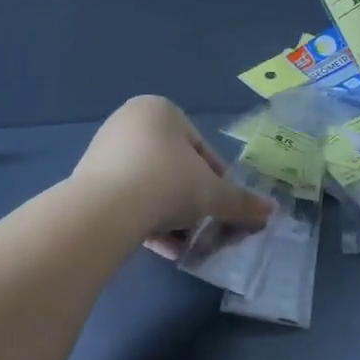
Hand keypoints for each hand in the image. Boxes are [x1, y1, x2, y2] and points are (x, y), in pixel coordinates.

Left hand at [69, 96, 273, 253]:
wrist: (105, 210)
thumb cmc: (167, 183)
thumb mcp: (213, 194)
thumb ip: (241, 202)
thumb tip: (271, 211)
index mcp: (160, 111)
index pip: (201, 149)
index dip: (218, 182)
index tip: (223, 208)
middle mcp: (129, 122)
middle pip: (175, 168)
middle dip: (192, 202)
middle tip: (204, 228)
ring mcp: (105, 150)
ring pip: (151, 186)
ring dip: (171, 216)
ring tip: (184, 245)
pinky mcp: (88, 180)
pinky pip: (128, 199)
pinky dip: (147, 220)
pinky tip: (162, 249)